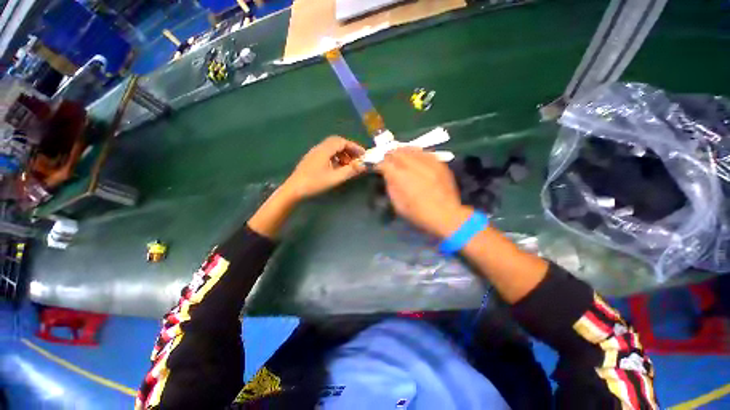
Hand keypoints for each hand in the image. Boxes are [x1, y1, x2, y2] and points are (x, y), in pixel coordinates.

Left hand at [282, 136, 365, 201]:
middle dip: (349, 149)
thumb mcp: (335, 178)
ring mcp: (314, 154)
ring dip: (342, 154)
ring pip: (331, 148)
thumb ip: (350, 170)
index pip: (342, 142)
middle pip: (337, 143)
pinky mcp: (311, 160)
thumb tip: (364, 165)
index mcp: (324, 150)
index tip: (363, 155)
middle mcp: (319, 148)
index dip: (354, 147)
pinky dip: (336, 158)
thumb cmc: (314, 183)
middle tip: (357, 159)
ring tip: (349, 165)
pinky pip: (327, 154)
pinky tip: (338, 168)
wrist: (294, 190)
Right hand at [377, 147, 470, 237]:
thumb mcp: (398, 204)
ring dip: (402, 151)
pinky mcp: (439, 163)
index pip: (385, 163)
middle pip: (397, 152)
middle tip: (388, 159)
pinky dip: (417, 153)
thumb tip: (388, 176)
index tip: (378, 167)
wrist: (446, 215)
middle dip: (390, 155)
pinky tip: (415, 157)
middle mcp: (413, 165)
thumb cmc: (418, 213)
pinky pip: (424, 152)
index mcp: (400, 177)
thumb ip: (391, 187)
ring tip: (400, 156)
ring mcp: (428, 162)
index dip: (379, 164)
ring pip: (411, 149)